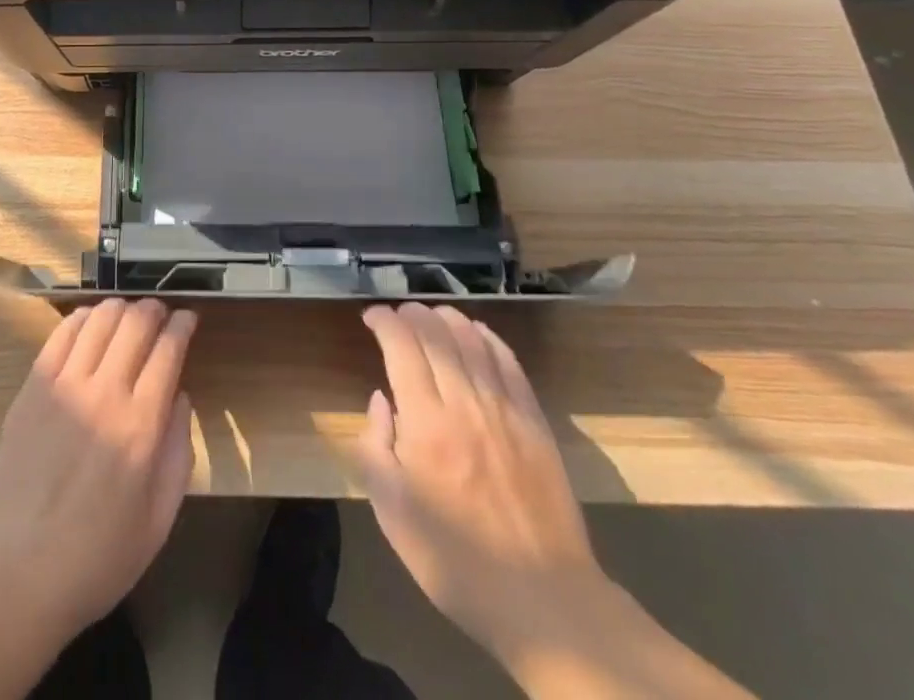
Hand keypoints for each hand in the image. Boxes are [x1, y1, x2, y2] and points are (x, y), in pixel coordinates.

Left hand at [0, 299, 197, 645]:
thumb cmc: (96, 559)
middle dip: (154, 309)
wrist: (15, 576)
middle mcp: (105, 393)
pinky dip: (82, 318)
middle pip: (135, 324)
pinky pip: (61, 335)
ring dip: (120, 308)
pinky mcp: (32, 388)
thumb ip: (179, 453)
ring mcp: (64, 386)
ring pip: (99, 319)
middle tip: (161, 312)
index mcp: (141, 426)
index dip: (182, 325)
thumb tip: (180, 398)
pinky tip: (90, 320)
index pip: (168, 350)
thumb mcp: (158, 521)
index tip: (188, 318)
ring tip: (128, 313)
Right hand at [358, 304, 608, 655]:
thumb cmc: (454, 560)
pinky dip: (489, 338)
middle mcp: (464, 403)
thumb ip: (375, 446)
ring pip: (472, 341)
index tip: (371, 317)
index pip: (401, 346)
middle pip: (436, 335)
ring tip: (431, 314)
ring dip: (447, 318)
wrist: (542, 599)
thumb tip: (380, 400)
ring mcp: (504, 410)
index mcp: (425, 423)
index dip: (384, 321)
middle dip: (412, 314)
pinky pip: (509, 363)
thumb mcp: (391, 512)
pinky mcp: (535, 422)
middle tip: (397, 314)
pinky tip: (477, 332)